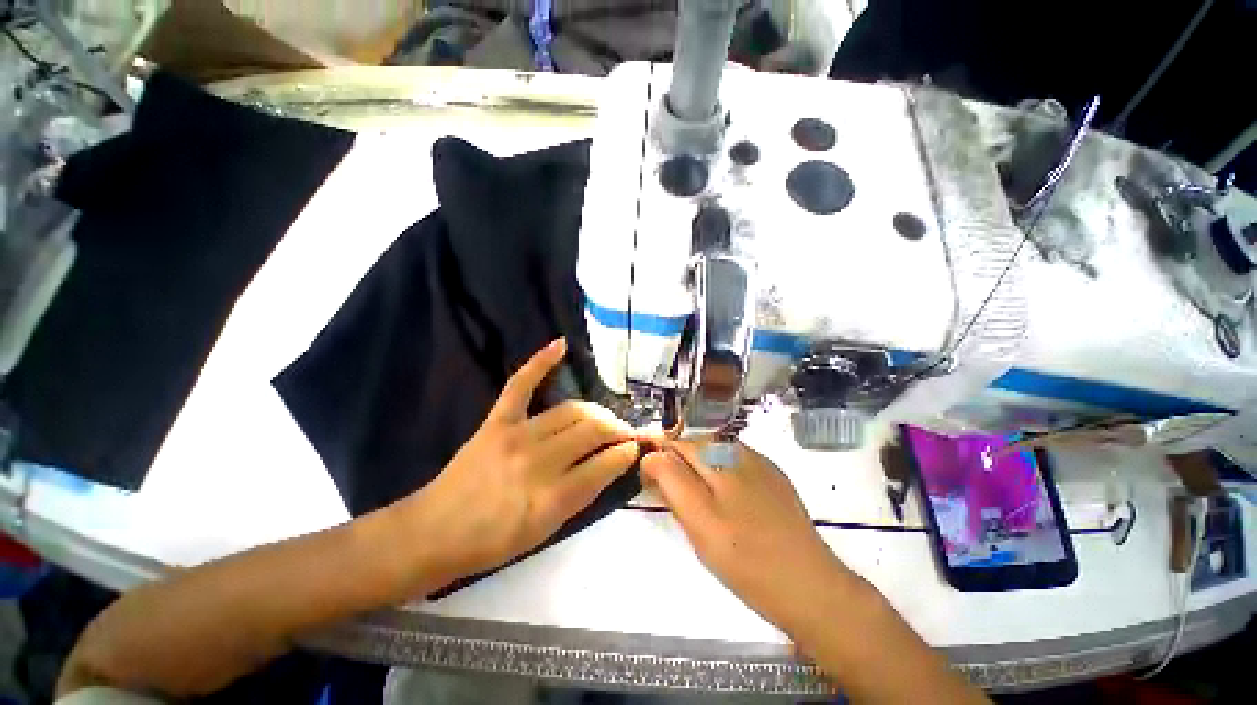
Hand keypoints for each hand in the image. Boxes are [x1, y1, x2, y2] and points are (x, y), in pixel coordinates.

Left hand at [407, 338, 639, 584]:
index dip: (625, 454)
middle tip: (626, 433)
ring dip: (597, 412)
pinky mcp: (496, 421)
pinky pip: (521, 385)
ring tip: (607, 417)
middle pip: (591, 431)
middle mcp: (538, 461)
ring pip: (571, 410)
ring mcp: (516, 436)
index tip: (636, 447)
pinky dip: (541, 362)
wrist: (434, 533)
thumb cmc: (494, 541)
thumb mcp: (546, 531)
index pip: (603, 465)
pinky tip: (561, 345)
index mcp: (551, 498)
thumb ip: (582, 494)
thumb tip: (613, 461)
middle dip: (617, 429)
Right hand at [640, 440, 859, 636]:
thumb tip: (652, 456)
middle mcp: (741, 451)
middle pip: (695, 447)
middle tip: (678, 506)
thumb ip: (672, 482)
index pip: (676, 444)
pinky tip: (728, 508)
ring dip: (699, 473)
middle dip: (679, 468)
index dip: (660, 462)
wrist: (811, 588)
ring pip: (714, 457)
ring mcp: (761, 464)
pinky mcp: (774, 479)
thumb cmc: (747, 560)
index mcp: (721, 457)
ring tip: (701, 510)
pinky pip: (735, 466)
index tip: (653, 488)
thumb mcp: (699, 522)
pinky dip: (720, 479)